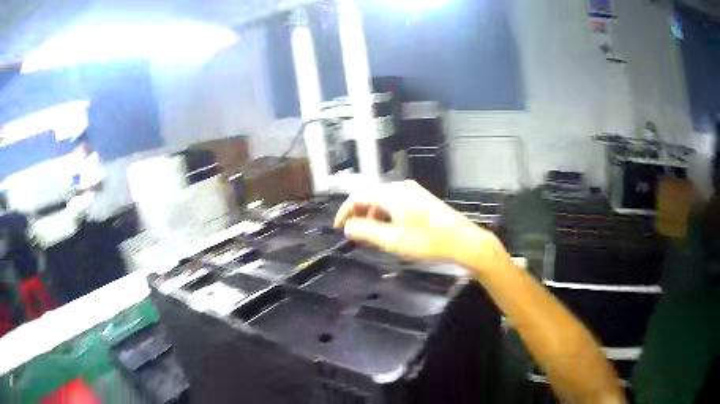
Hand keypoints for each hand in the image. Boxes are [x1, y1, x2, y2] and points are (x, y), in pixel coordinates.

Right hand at [333, 180, 503, 268]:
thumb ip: (366, 232)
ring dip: (373, 215)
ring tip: (371, 234)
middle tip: (355, 233)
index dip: (345, 211)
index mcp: (392, 194)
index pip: (359, 196)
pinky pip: (397, 203)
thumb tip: (348, 226)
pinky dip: (387, 214)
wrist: (463, 241)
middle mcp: (402, 187)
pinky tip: (390, 229)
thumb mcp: (392, 240)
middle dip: (359, 213)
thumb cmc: (427, 241)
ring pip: (385, 199)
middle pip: (372, 195)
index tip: (339, 227)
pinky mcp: (423, 199)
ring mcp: (414, 192)